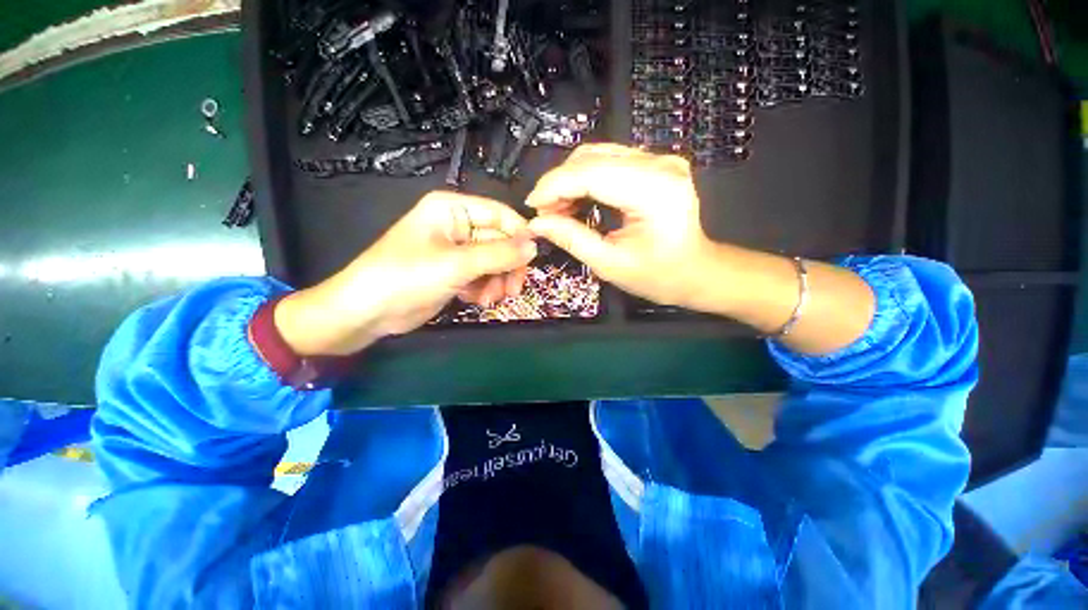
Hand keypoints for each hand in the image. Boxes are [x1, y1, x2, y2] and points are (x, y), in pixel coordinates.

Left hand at [275, 191, 536, 355]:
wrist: (368, 312)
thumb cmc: (407, 277)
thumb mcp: (457, 264)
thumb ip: (499, 254)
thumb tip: (534, 246)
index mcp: (453, 209)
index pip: (500, 215)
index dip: (519, 235)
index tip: (532, 260)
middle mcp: (457, 225)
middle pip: (500, 241)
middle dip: (506, 267)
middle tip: (512, 290)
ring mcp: (457, 251)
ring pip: (494, 262)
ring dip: (497, 281)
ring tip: (490, 299)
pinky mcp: (455, 272)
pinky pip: (483, 276)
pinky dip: (484, 289)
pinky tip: (474, 300)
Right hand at [526, 144, 717, 308]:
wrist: (695, 271)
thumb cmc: (658, 275)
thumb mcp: (610, 264)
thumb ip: (572, 239)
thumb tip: (537, 223)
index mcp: (654, 191)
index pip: (591, 173)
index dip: (554, 186)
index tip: (532, 206)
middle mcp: (659, 164)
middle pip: (592, 158)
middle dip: (559, 184)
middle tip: (544, 213)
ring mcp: (659, 160)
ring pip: (597, 156)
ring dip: (569, 180)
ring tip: (557, 210)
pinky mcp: (654, 164)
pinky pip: (608, 162)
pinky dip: (585, 180)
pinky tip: (576, 201)